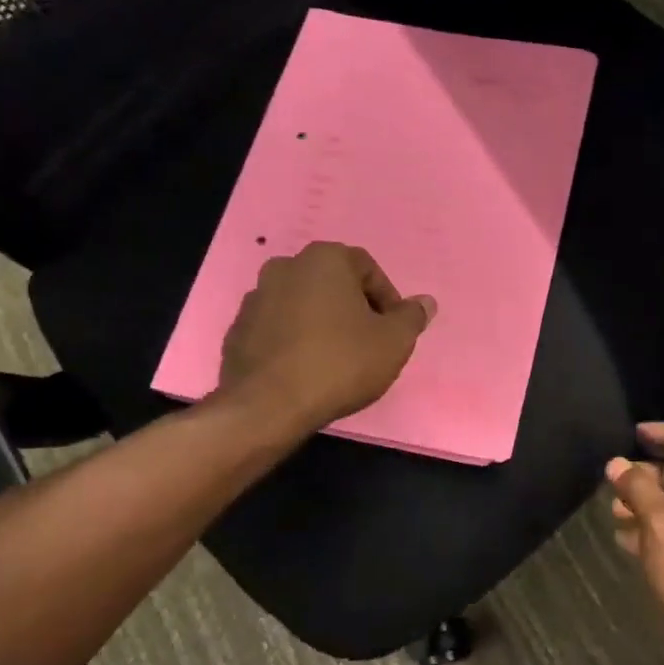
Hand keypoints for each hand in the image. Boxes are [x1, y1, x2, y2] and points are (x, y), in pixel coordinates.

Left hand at [217, 243, 435, 433]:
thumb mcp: (394, 341)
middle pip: (333, 284)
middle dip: (354, 308)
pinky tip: (307, 370)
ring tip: (337, 359)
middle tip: (369, 342)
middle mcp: (285, 267)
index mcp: (324, 259)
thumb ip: (412, 317)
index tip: (392, 329)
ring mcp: (256, 298)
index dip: (387, 299)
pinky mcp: (238, 330)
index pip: (367, 268)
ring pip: (303, 305)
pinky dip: (296, 341)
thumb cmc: (340, 362)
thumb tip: (425, 302)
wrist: (268, 405)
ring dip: (323, 324)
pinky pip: (278, 328)